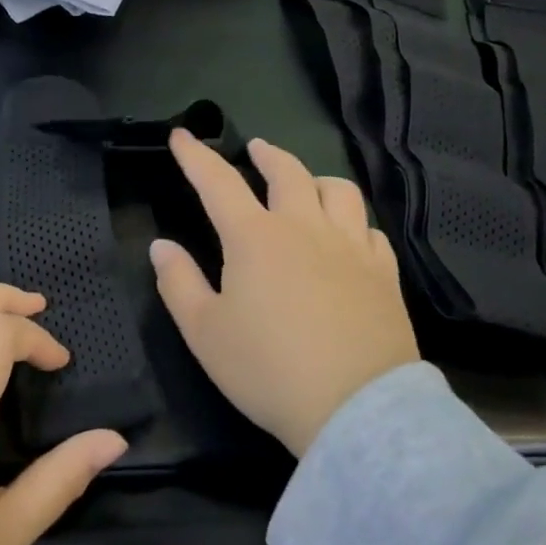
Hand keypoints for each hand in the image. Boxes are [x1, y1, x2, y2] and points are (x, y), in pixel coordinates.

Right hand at [151, 132, 420, 456]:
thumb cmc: (268, 370)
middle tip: (256, 149)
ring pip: (338, 190)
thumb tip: (161, 246)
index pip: (218, 182)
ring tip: (307, 185)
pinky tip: (348, 235)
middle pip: (287, 172)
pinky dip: (353, 222)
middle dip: (266, 155)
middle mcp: (304, 228)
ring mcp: (350, 247)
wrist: (356, 409)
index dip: (197, 157)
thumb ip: (178, 283)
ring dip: (316, 179)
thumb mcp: (205, 332)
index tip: (182, 135)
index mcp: (255, 237)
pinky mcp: (384, 273)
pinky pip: (370, 230)